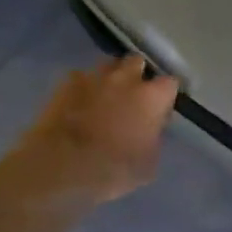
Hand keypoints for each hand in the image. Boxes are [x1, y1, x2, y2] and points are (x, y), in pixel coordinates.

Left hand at [4, 55, 179, 206]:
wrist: (61, 164)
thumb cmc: (112, 169)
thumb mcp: (147, 165)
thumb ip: (153, 140)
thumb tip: (149, 132)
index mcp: (151, 97)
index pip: (170, 84)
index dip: (165, 96)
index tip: (161, 109)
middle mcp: (125, 78)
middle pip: (137, 62)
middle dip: (137, 75)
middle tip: (132, 97)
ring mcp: (94, 77)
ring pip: (108, 66)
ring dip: (110, 78)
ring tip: (105, 98)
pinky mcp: (66, 82)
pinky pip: (81, 78)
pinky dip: (84, 88)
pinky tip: (79, 104)